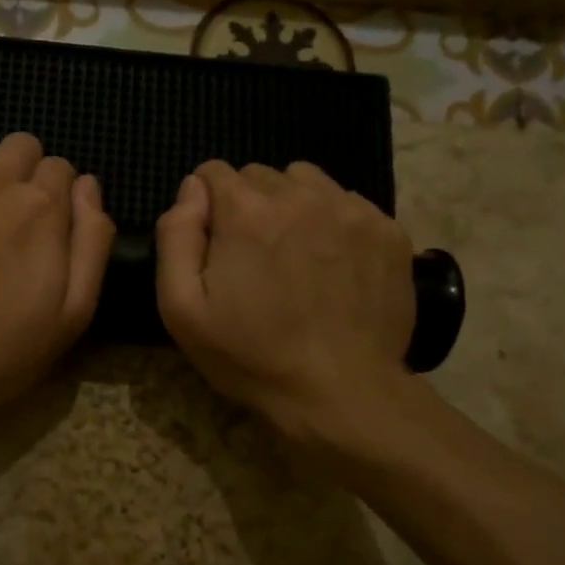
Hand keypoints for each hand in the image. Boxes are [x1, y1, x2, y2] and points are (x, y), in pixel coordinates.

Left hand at [0, 133, 114, 428]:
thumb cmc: (2, 350)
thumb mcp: (74, 311)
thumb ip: (92, 240)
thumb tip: (88, 185)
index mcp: (40, 205)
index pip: (61, 169)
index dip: (57, 200)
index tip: (44, 234)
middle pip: (19, 148)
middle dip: (21, 176)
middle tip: (8, 227)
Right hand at [155, 160, 415, 442]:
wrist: (341, 392)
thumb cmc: (251, 355)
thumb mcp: (181, 308)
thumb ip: (176, 236)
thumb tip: (191, 190)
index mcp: (247, 211)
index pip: (213, 172)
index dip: (205, 205)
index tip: (213, 244)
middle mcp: (301, 195)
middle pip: (260, 175)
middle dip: (247, 205)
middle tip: (252, 257)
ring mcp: (352, 210)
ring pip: (307, 182)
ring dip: (291, 206)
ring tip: (294, 254)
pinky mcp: (388, 230)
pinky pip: (348, 204)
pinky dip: (333, 222)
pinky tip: (332, 265)